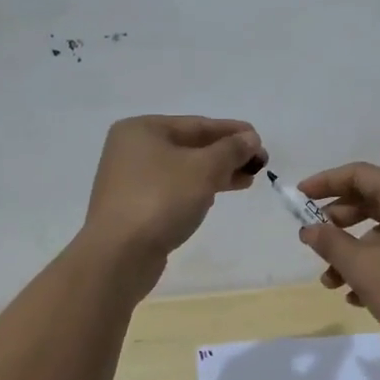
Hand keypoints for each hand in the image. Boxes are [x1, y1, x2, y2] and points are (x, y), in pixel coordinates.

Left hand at [82, 116, 264, 270]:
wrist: (119, 255)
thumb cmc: (162, 199)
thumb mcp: (204, 169)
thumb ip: (231, 150)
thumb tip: (251, 139)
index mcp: (142, 129)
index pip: (197, 124)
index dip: (232, 132)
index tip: (260, 142)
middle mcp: (132, 149)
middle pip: (190, 146)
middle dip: (226, 155)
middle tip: (258, 164)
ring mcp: (130, 180)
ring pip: (183, 169)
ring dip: (215, 173)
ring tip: (246, 181)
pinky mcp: (133, 207)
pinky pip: (172, 189)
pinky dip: (196, 190)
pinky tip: (216, 197)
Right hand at [296, 162, 379, 357]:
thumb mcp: (364, 267)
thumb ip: (331, 243)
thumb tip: (309, 228)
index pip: (358, 174)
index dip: (325, 182)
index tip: (298, 197)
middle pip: (369, 201)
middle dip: (336, 222)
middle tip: (313, 241)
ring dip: (352, 252)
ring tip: (331, 282)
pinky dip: (373, 266)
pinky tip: (357, 297)